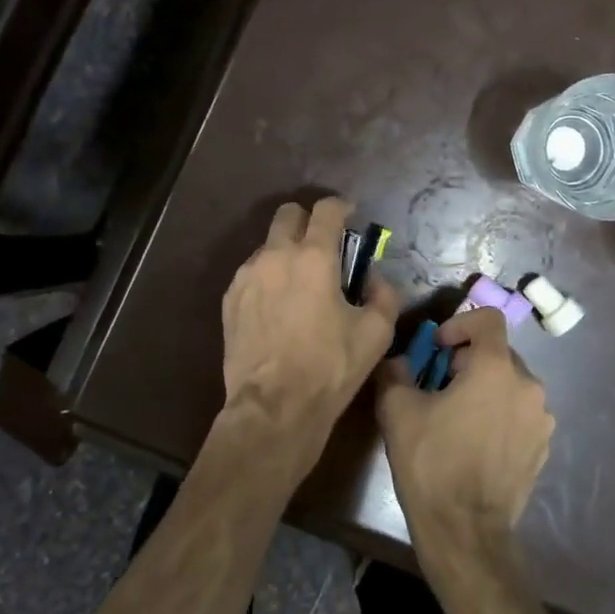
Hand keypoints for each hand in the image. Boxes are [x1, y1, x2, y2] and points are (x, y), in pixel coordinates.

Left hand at [216, 198, 399, 477]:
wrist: (274, 407)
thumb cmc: (331, 367)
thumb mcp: (377, 332)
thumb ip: (384, 293)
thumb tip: (374, 277)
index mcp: (314, 257)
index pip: (327, 210)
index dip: (342, 206)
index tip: (350, 214)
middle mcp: (275, 255)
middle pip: (287, 214)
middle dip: (307, 220)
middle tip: (323, 244)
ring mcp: (247, 276)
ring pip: (267, 245)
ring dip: (286, 252)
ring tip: (299, 283)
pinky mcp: (230, 299)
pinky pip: (252, 273)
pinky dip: (268, 277)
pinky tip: (278, 306)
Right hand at [376, 308, 555, 559]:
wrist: (465, 531)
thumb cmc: (431, 462)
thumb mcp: (397, 410)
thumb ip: (395, 372)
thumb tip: (397, 361)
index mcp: (496, 368)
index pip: (488, 319)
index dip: (460, 324)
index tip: (437, 348)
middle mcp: (528, 385)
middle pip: (498, 353)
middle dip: (468, 360)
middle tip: (439, 384)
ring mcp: (541, 418)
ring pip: (510, 384)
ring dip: (485, 388)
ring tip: (458, 415)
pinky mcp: (543, 446)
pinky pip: (520, 413)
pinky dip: (500, 414)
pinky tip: (476, 441)